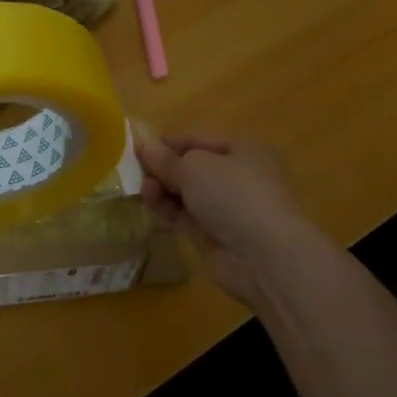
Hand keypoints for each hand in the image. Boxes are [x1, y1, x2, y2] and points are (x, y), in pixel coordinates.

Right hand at [135, 133, 343, 309]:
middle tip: (134, 167)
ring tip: (141, 186)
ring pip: (187, 193)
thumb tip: (146, 147)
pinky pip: (184, 216)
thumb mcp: (194, 167)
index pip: (200, 140)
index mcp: (244, 151)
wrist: (263, 256)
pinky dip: (166, 208)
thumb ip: (167, 159)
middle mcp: (238, 177)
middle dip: (164, 167)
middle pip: (192, 167)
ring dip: (163, 188)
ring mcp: (227, 209)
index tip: (139, 145)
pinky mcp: (214, 236)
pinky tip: (148, 201)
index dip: (170, 142)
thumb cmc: (233, 194)